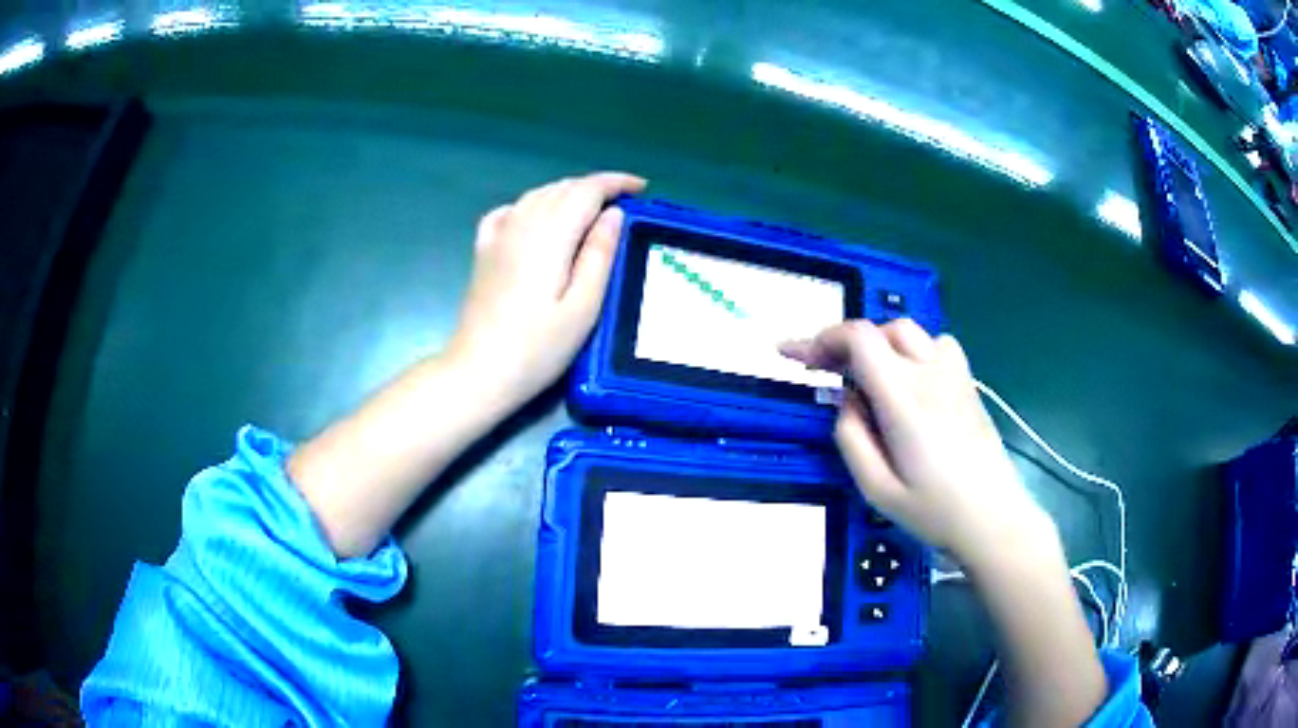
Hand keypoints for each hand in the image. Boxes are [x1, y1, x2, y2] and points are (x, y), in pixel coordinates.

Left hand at [447, 172, 645, 409]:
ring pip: (537, 195)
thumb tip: (613, 214)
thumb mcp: (583, 307)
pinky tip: (539, 219)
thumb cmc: (538, 348)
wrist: (479, 370)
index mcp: (551, 236)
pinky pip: (509, 211)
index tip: (641, 188)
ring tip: (592, 210)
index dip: (616, 183)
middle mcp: (522, 224)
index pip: (586, 190)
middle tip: (624, 204)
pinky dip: (533, 205)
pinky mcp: (483, 251)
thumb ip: (599, 255)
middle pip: (562, 188)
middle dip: (595, 187)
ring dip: (567, 193)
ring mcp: (498, 236)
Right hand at [780, 320, 1056, 569]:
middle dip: (847, 343)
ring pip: (911, 332)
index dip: (821, 339)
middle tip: (827, 373)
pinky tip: (913, 381)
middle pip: (882, 329)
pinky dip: (915, 350)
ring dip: (881, 344)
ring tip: (869, 377)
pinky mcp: (969, 384)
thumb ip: (851, 438)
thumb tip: (846, 400)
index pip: (859, 339)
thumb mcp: (877, 489)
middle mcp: (930, 374)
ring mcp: (955, 375)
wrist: (993, 518)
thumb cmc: (935, 511)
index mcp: (904, 398)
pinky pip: (937, 345)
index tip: (794, 355)